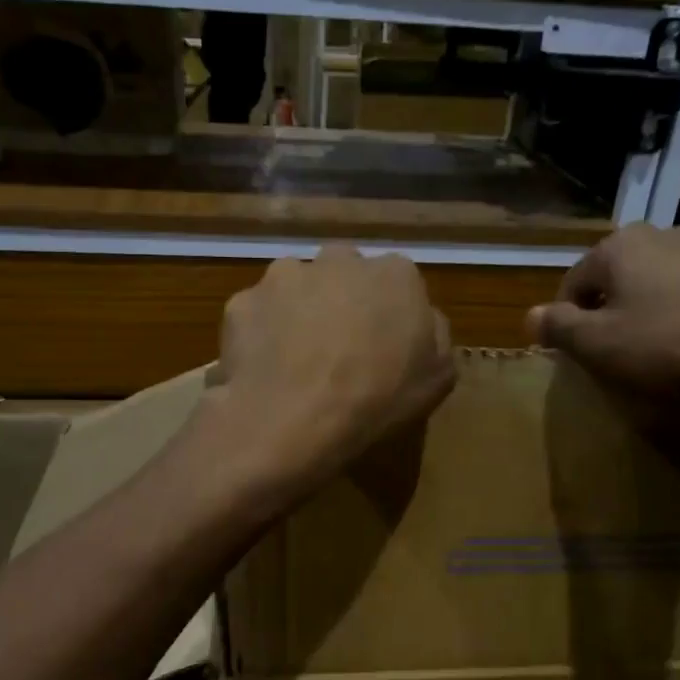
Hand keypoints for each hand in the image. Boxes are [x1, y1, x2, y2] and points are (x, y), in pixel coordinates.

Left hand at [209, 246, 455, 499]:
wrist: (293, 420)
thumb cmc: (377, 400)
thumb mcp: (437, 379)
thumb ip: (435, 336)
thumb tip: (422, 319)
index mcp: (395, 274)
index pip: (398, 282)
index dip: (389, 314)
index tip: (383, 346)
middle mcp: (339, 259)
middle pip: (344, 273)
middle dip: (342, 300)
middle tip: (338, 348)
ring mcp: (285, 275)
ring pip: (295, 286)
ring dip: (298, 310)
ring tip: (295, 359)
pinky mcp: (242, 300)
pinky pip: (257, 314)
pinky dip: (260, 333)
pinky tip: (264, 368)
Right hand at [525, 225, 679, 405]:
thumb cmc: (664, 343)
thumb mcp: (597, 343)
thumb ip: (557, 327)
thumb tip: (527, 316)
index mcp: (617, 246)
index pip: (572, 284)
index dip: (566, 323)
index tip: (576, 355)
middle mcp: (656, 234)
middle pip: (611, 280)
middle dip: (604, 314)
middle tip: (610, 354)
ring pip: (648, 284)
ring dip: (639, 314)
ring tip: (648, 352)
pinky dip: (673, 315)